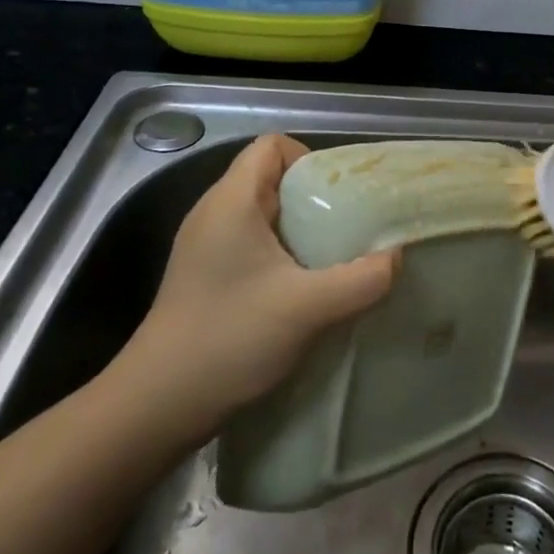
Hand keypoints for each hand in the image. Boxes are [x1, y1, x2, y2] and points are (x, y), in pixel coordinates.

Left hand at [105, 135, 395, 442]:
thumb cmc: (230, 339)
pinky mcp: (208, 276)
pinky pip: (256, 245)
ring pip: (267, 215)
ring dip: (304, 231)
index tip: (341, 196)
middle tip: (352, 230)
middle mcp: (215, 214)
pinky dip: (286, 255)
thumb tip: (396, 257)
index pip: (272, 146)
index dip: (311, 159)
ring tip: (336, 260)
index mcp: (231, 202)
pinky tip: (306, 289)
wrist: (157, 406)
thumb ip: (362, 279)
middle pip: (273, 179)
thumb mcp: (308, 308)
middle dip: (317, 198)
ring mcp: (207, 247)